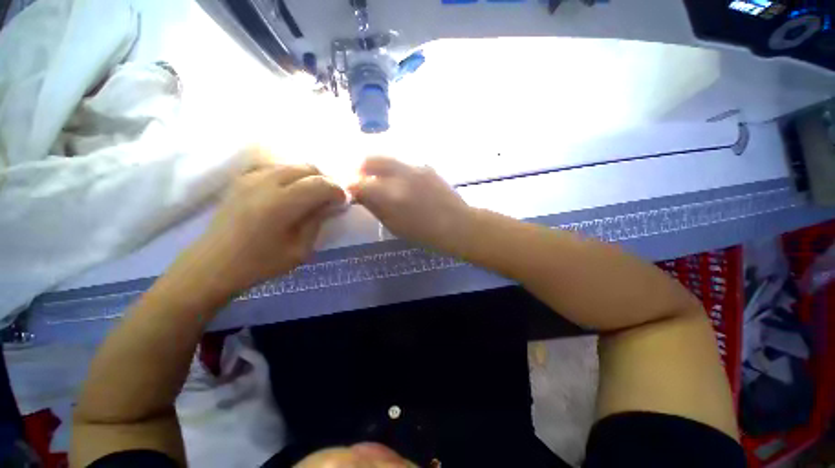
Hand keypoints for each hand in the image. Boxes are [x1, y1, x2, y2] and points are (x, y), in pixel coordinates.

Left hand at [188, 149, 345, 295]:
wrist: (213, 264)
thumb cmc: (260, 263)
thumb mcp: (300, 249)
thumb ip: (318, 221)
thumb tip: (333, 204)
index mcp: (281, 204)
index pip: (321, 184)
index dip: (338, 191)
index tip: (344, 202)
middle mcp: (265, 183)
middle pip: (308, 168)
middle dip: (326, 180)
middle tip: (331, 197)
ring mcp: (251, 177)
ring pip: (293, 165)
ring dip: (310, 177)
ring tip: (313, 195)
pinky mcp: (242, 178)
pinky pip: (277, 168)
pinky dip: (292, 176)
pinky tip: (292, 192)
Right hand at [349, 156, 471, 251]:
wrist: (458, 225)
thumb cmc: (425, 233)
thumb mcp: (394, 226)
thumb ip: (375, 207)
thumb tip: (361, 195)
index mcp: (391, 195)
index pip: (359, 184)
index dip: (350, 187)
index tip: (350, 192)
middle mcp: (401, 175)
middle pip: (370, 159)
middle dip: (360, 168)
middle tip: (361, 180)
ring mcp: (415, 167)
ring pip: (387, 158)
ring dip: (378, 167)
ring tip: (380, 180)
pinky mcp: (427, 166)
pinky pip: (403, 163)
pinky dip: (395, 169)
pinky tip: (401, 182)